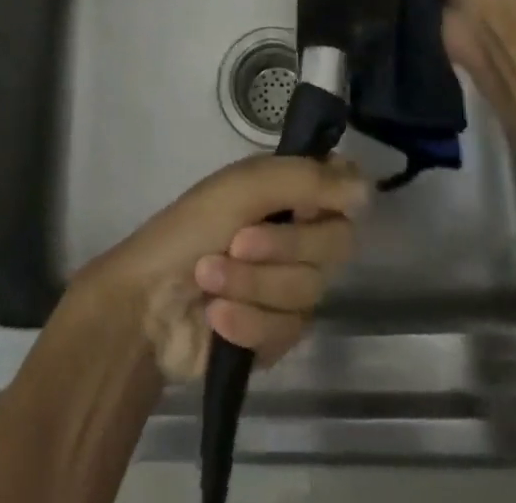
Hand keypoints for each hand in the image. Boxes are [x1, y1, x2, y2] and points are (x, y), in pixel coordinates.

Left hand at [73, 154, 369, 381]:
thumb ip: (306, 181)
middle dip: (281, 248)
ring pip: (308, 291)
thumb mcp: (243, 188)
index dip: (336, 200)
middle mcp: (298, 233)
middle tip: (238, 242)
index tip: (309, 207)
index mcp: (289, 191)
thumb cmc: (190, 228)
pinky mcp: (277, 334)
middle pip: (334, 244)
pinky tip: (217, 317)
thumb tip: (367, 188)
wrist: (148, 303)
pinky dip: (247, 321)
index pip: (345, 190)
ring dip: (252, 285)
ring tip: (210, 279)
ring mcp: (288, 285)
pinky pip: (288, 330)